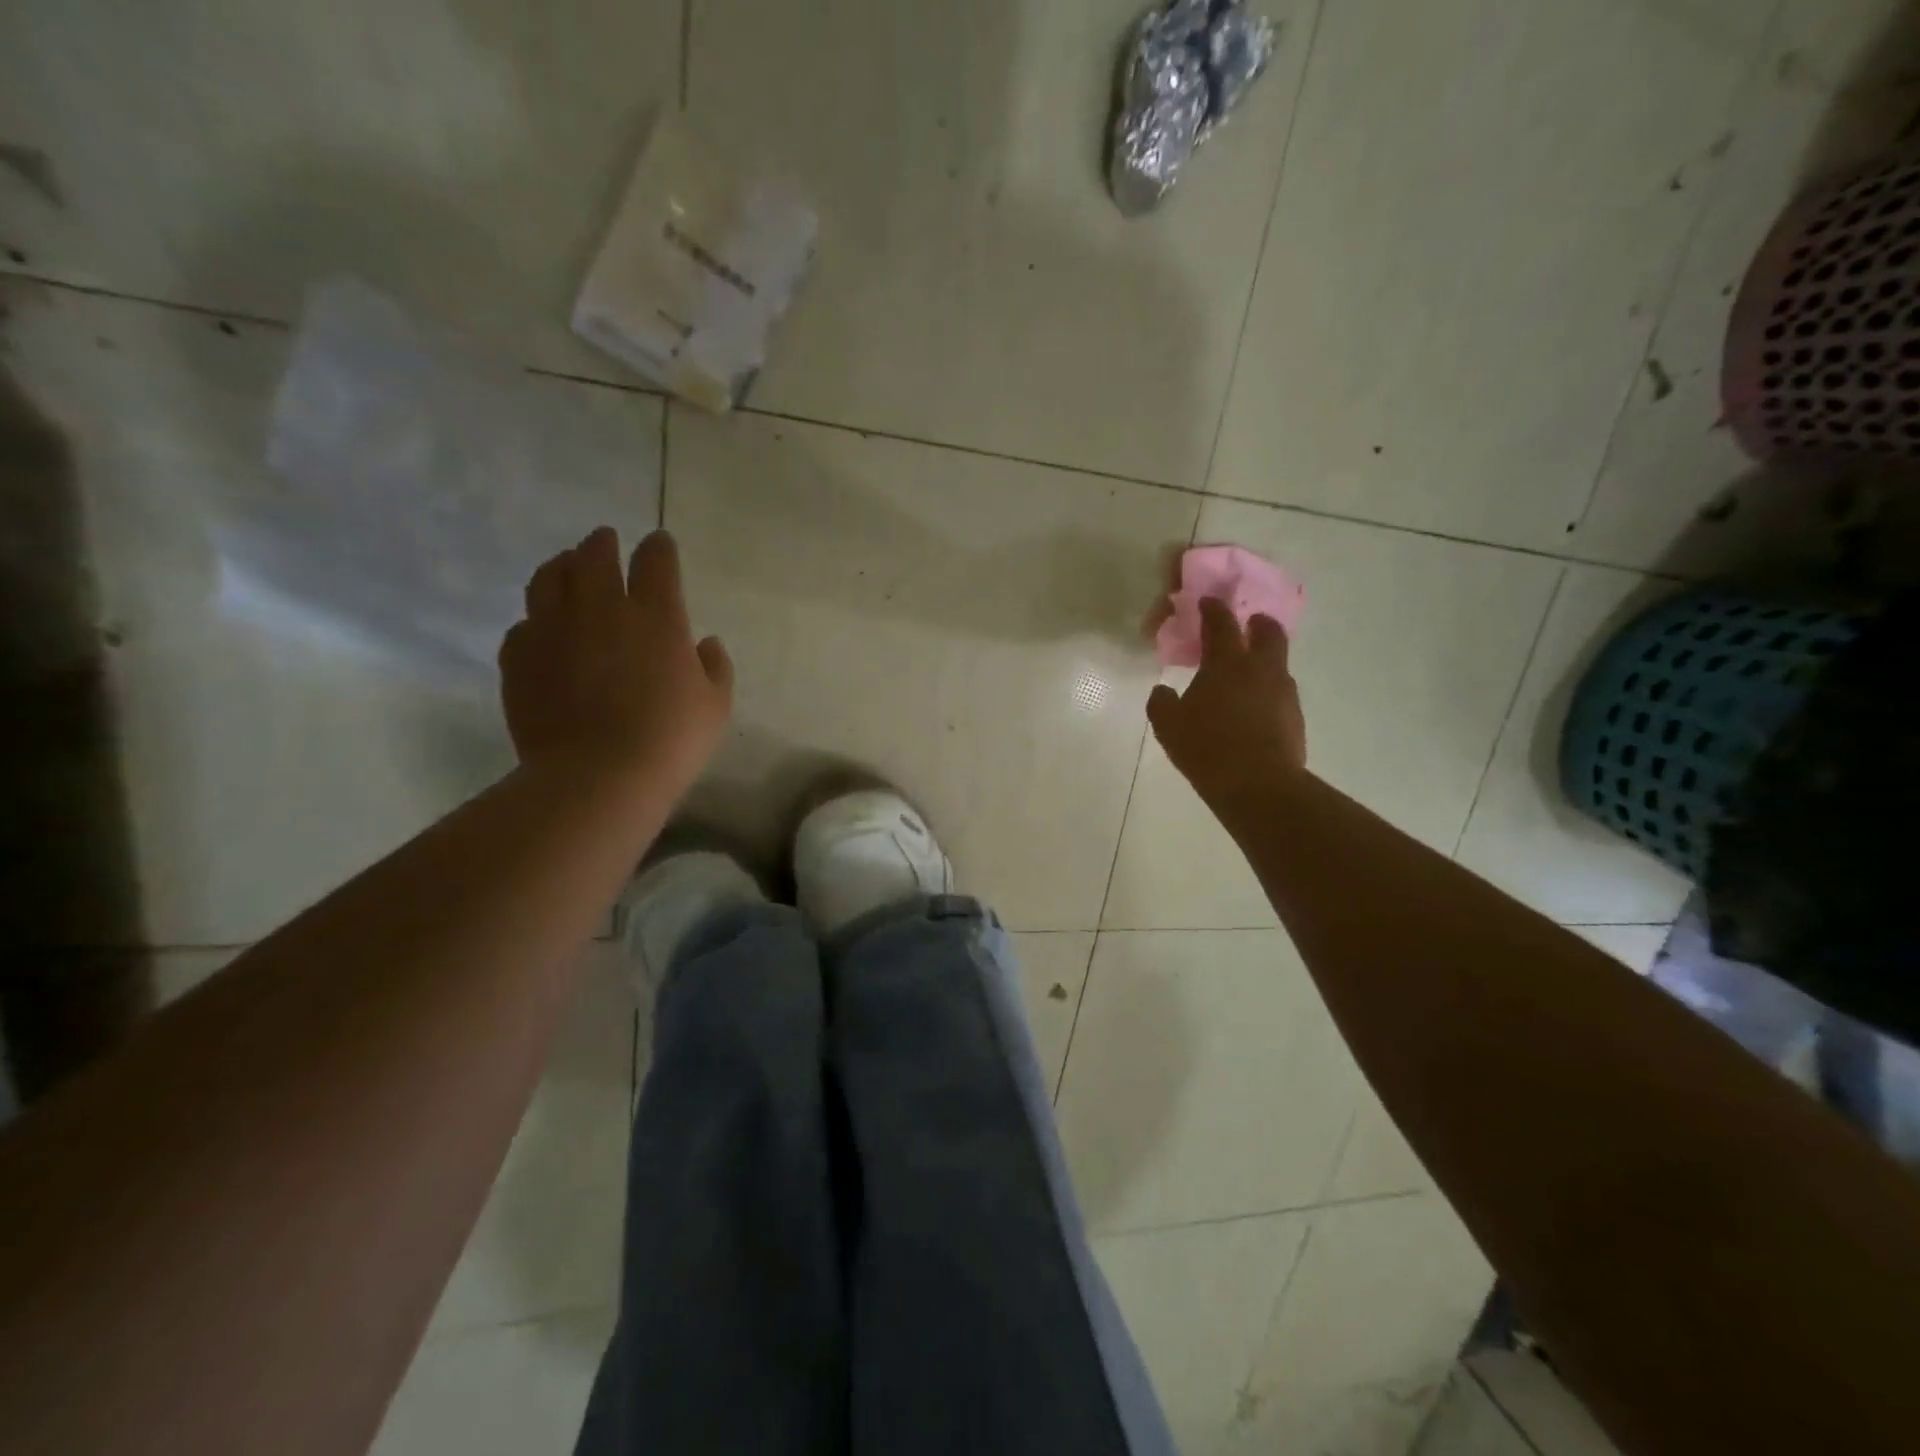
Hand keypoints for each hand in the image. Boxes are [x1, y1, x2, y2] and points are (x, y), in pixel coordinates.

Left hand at [500, 528, 732, 796]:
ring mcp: (553, 628)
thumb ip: (715, 666)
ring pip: (549, 577)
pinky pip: (524, 622)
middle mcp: (601, 608)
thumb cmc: (670, 740)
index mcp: (656, 615)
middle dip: (603, 542)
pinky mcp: (519, 655)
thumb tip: (704, 643)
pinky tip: (544, 628)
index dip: (659, 547)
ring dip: (562, 564)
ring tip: (567, 565)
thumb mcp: (715, 705)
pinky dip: (537, 617)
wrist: (597, 776)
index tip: (660, 544)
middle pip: (595, 555)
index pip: (656, 561)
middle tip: (606, 540)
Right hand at [1146, 597, 1306, 812]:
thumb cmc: (1207, 748)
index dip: (1213, 610)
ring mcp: (1283, 693)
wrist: (1259, 786)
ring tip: (1246, 677)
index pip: (1221, 624)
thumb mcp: (1168, 726)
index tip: (1207, 602)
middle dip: (1257, 624)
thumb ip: (1161, 702)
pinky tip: (1253, 712)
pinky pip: (1281, 695)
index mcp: (1227, 663)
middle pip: (1268, 632)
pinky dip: (1268, 693)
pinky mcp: (1295, 718)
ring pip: (1278, 665)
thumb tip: (1163, 691)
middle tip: (1248, 625)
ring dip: (1264, 661)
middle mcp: (1261, 670)